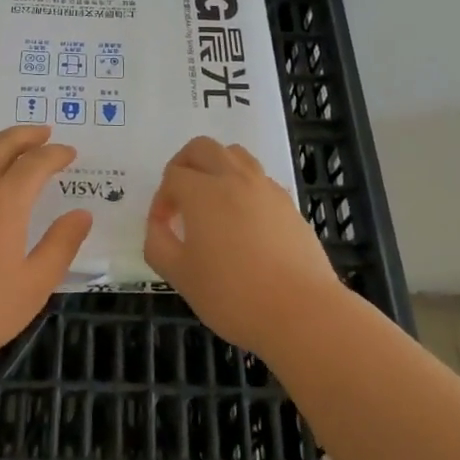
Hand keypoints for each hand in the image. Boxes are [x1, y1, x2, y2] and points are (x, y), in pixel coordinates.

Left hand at [0, 125, 92, 374]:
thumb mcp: (32, 287)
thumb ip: (61, 246)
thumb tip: (82, 214)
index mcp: (5, 200)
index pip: (36, 162)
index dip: (56, 154)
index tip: (69, 153)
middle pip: (1, 144)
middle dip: (26, 135)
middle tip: (43, 133)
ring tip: (7, 144)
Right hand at [143, 136, 343, 355]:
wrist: (301, 312)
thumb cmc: (233, 295)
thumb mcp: (180, 276)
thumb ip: (158, 244)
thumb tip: (159, 226)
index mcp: (203, 192)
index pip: (173, 176)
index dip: (161, 200)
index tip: (163, 228)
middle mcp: (234, 178)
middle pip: (202, 148)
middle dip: (184, 165)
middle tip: (179, 197)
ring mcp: (265, 188)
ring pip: (235, 155)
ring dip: (216, 167)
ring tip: (212, 201)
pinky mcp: (288, 203)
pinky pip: (259, 178)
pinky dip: (243, 185)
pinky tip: (243, 220)